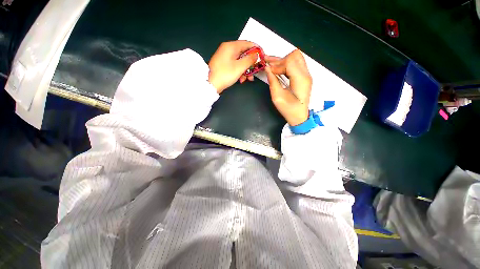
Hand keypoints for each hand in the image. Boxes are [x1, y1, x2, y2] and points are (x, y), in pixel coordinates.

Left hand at [208, 41, 257, 93]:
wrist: (210, 84)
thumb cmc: (225, 74)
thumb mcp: (239, 67)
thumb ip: (250, 59)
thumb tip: (256, 55)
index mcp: (231, 46)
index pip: (247, 44)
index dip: (256, 49)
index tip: (262, 56)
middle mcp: (228, 50)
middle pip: (244, 54)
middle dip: (250, 64)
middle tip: (255, 71)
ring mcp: (225, 58)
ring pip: (240, 61)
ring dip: (246, 70)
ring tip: (248, 79)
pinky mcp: (224, 65)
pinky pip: (235, 66)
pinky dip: (239, 72)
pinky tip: (241, 80)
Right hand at [265, 49, 311, 125]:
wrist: (299, 116)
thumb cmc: (288, 109)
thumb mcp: (277, 97)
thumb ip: (272, 81)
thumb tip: (267, 69)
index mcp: (301, 80)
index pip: (290, 62)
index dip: (277, 64)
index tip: (269, 71)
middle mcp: (306, 74)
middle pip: (295, 56)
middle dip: (280, 60)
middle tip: (269, 66)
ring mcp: (306, 75)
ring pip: (296, 58)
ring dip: (283, 60)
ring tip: (270, 63)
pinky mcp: (304, 77)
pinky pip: (296, 64)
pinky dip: (286, 64)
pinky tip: (277, 67)